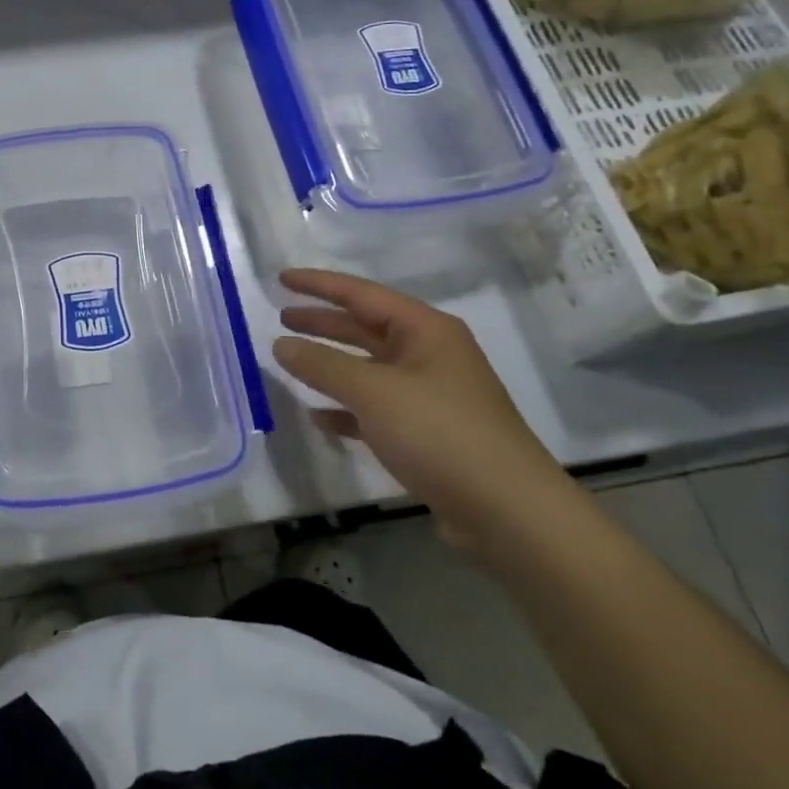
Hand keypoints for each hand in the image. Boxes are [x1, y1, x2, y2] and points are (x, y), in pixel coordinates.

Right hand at [273, 268, 578, 554]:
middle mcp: (429, 355)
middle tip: (281, 317)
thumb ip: (322, 365)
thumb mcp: (373, 392)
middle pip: (365, 328)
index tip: (281, 277)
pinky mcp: (426, 434)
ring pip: (368, 368)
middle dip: (323, 322)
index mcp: (425, 331)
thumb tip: (280, 344)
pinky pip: (375, 409)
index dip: (319, 284)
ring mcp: (429, 395)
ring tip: (290, 360)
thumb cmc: (440, 433)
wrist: (508, 511)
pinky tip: (318, 417)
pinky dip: (345, 408)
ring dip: (330, 364)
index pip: (361, 294)